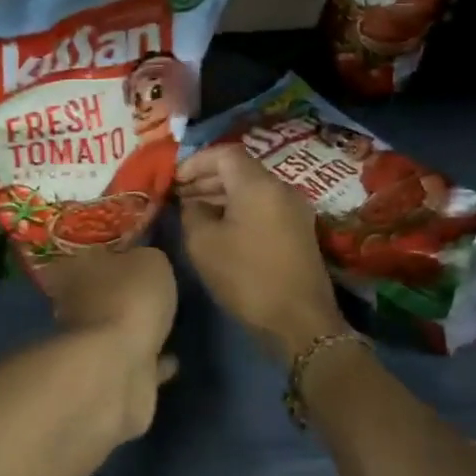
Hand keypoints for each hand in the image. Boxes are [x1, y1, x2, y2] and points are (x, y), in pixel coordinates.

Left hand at [35, 246, 178, 438]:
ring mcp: (91, 345)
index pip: (90, 256)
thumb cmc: (127, 301)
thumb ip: (148, 257)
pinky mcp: (111, 378)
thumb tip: (144, 259)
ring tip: (167, 322)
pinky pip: (137, 363)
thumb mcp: (150, 261)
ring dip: (137, 329)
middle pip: (102, 294)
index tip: (134, 253)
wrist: (117, 370)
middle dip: (122, 292)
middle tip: (153, 288)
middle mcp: (75, 307)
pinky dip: (153, 362)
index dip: (112, 254)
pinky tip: (173, 358)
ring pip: (117, 330)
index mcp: (77, 270)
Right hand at [176, 145, 352, 364]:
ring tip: (193, 213)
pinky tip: (219, 229)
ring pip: (252, 189)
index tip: (174, 179)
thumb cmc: (247, 277)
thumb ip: (192, 213)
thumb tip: (192, 202)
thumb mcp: (204, 244)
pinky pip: (263, 206)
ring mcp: (294, 210)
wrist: (301, 322)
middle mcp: (281, 188)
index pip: (225, 153)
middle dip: (206, 178)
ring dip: (222, 195)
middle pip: (240, 170)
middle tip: (179, 196)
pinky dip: (239, 209)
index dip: (196, 161)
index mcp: (258, 184)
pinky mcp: (299, 231)